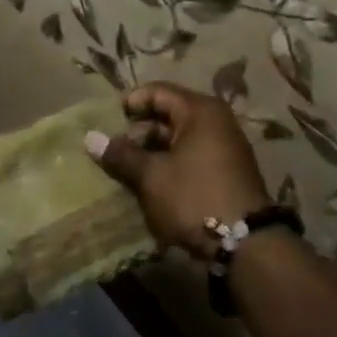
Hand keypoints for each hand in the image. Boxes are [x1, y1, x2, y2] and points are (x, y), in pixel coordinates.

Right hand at [85, 82, 268, 260]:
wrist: (246, 245)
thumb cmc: (194, 197)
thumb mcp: (151, 176)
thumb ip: (121, 154)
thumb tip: (90, 137)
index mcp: (200, 111)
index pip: (158, 92)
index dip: (131, 103)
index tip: (109, 122)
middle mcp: (216, 122)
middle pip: (169, 114)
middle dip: (140, 132)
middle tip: (116, 152)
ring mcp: (225, 147)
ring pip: (179, 139)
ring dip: (153, 152)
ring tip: (129, 171)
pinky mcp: (227, 172)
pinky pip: (192, 157)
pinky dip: (171, 165)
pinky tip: (152, 184)